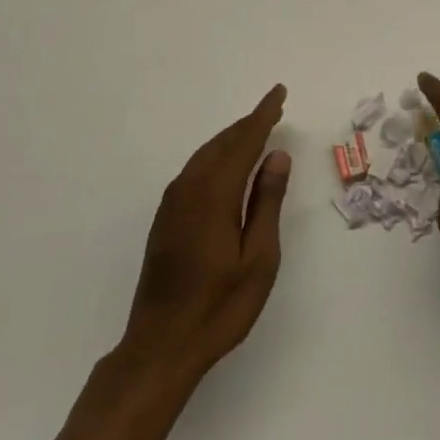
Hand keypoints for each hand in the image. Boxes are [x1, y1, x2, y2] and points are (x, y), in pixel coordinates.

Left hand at [122, 86, 292, 377]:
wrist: (160, 346)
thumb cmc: (219, 306)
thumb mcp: (258, 258)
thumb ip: (266, 202)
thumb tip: (276, 155)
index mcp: (215, 194)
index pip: (244, 141)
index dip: (263, 115)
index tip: (279, 93)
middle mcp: (190, 189)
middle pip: (222, 143)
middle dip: (248, 123)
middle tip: (273, 109)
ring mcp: (173, 203)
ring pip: (206, 155)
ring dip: (231, 138)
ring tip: (255, 130)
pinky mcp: (166, 218)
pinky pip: (195, 169)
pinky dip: (216, 156)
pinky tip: (226, 165)